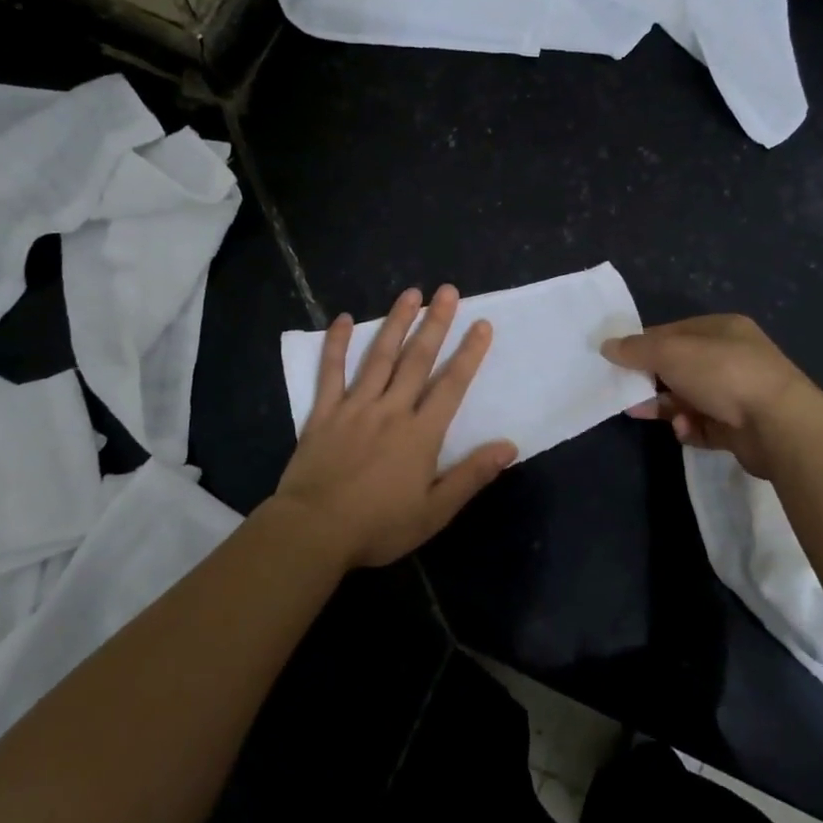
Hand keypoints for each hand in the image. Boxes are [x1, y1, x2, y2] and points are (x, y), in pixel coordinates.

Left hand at [272, 285, 517, 567]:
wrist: (314, 531)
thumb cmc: (378, 526)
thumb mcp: (434, 511)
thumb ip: (471, 475)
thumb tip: (509, 446)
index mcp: (421, 433)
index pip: (452, 385)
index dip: (469, 353)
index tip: (482, 324)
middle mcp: (391, 410)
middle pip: (417, 359)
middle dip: (435, 323)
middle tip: (447, 291)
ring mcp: (355, 407)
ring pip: (379, 356)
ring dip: (396, 322)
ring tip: (410, 293)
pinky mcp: (324, 412)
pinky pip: (331, 371)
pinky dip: (337, 344)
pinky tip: (345, 319)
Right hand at [601, 314, 819, 477]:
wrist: (778, 425)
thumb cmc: (723, 374)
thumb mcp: (671, 353)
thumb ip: (636, 349)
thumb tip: (607, 346)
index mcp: (722, 329)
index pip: (674, 332)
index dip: (644, 344)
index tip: (617, 360)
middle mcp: (733, 357)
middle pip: (680, 367)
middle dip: (651, 380)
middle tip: (626, 392)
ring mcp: (739, 394)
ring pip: (689, 398)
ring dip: (666, 406)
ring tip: (644, 414)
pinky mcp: (741, 428)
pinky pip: (704, 425)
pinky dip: (689, 427)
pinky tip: (684, 429)